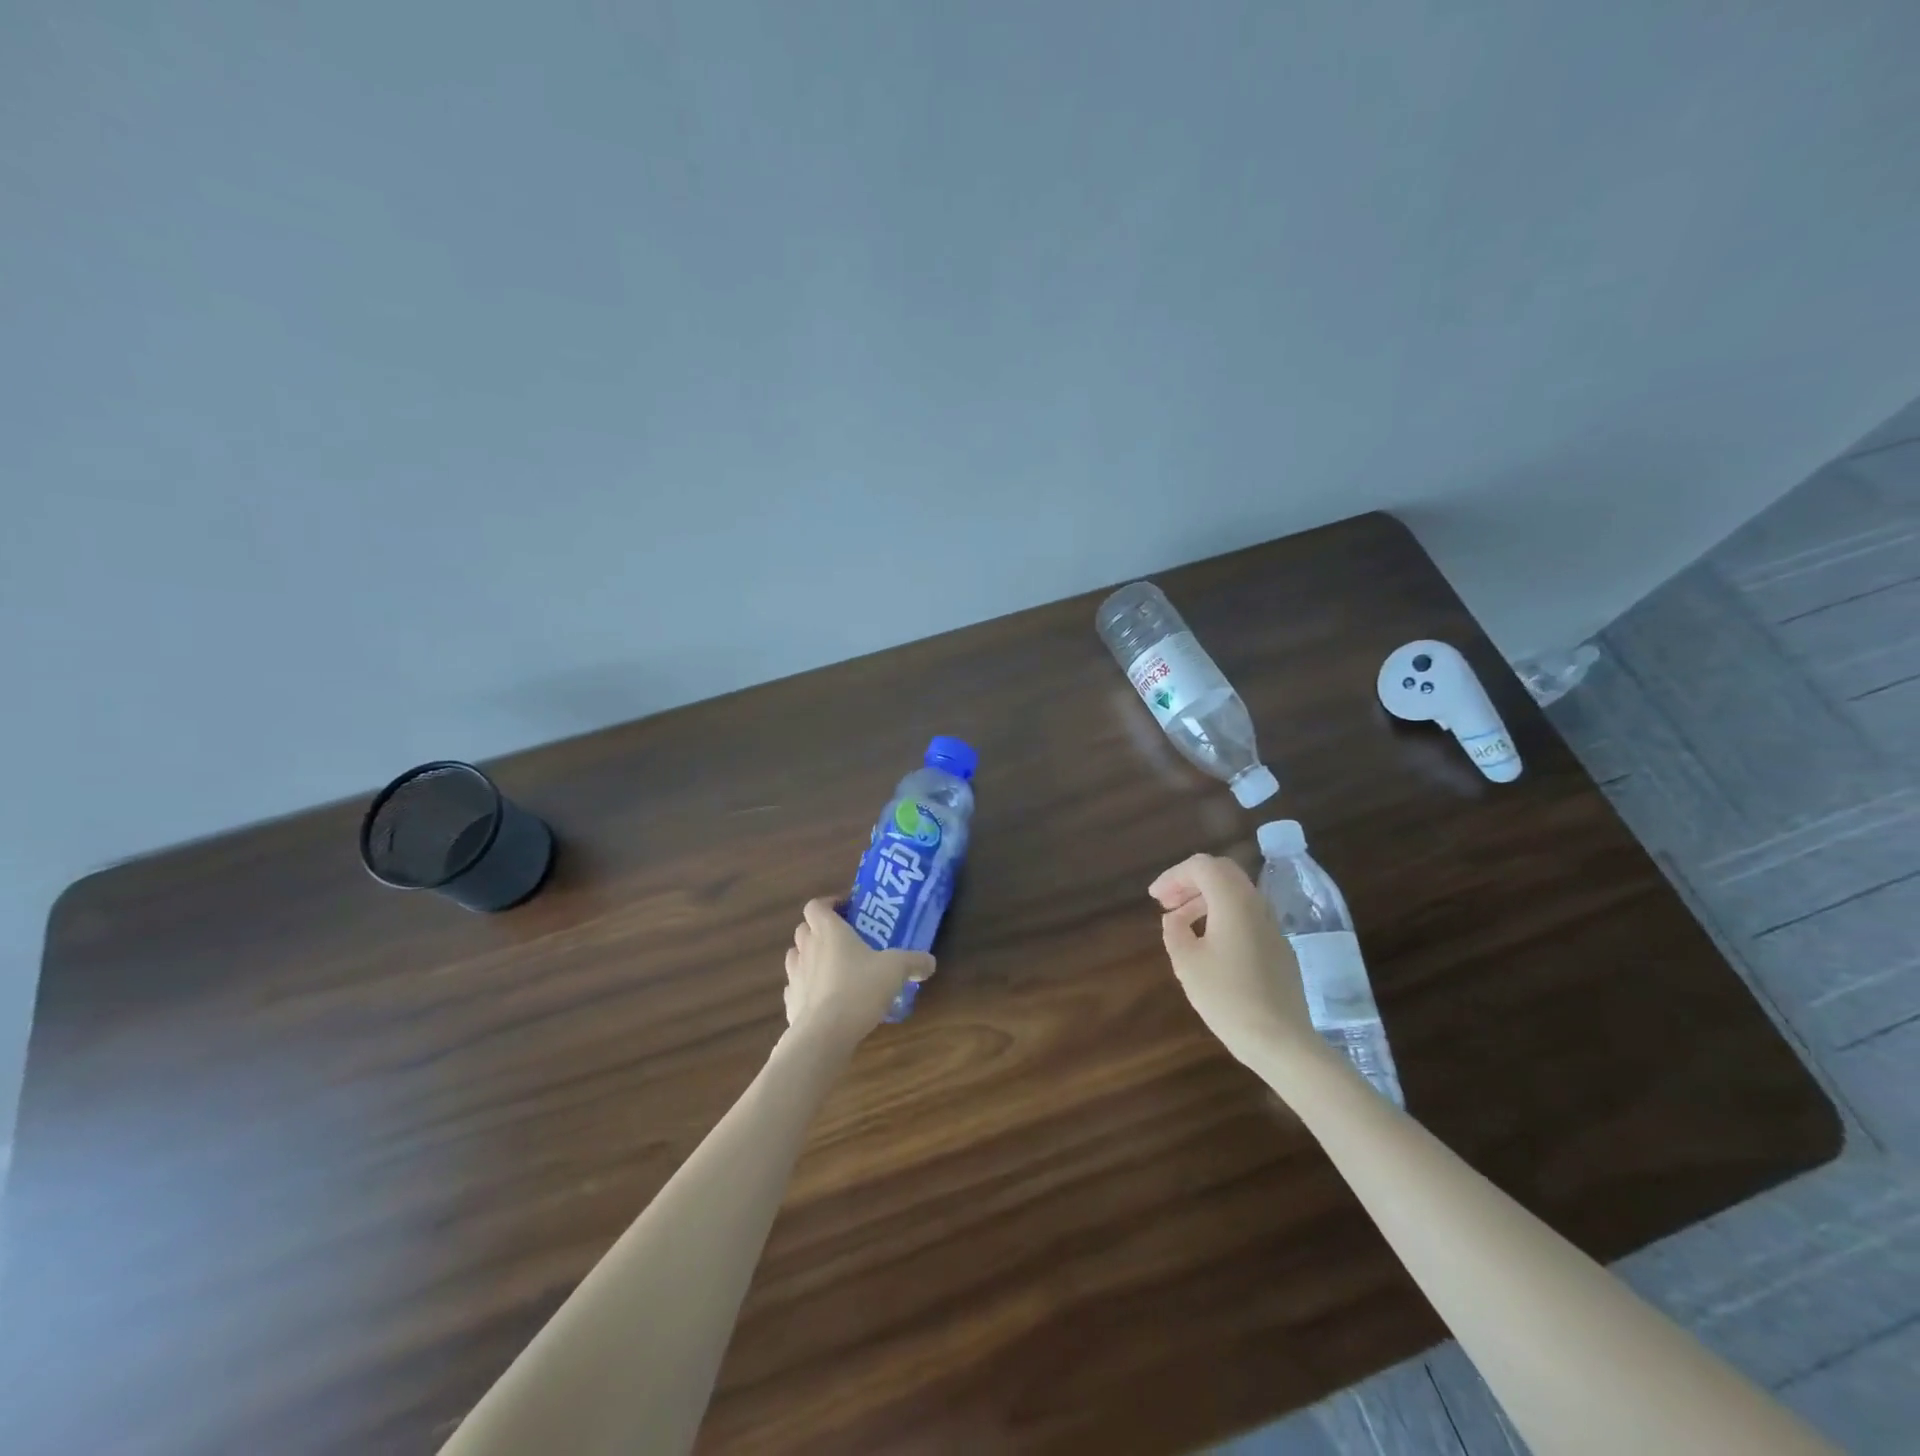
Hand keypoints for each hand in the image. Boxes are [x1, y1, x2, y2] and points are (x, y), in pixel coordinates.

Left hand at [782, 898, 934, 1050]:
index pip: (816, 906)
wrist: (825, 1034)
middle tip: (842, 939)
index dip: (828, 903)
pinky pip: (795, 987)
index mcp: (829, 931)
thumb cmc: (859, 989)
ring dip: (808, 956)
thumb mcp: (895, 970)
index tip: (845, 909)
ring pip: (795, 956)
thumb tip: (930, 962)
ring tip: (831, 967)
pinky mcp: (790, 1003)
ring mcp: (795, 976)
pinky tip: (822, 997)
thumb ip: (913, 962)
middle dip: (819, 930)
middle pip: (803, 929)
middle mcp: (807, 949)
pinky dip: (805, 987)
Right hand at [1149, 853, 1320, 1070]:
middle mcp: (1256, 905)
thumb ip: (1175, 930)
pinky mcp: (1279, 947)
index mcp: (1233, 902)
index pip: (1202, 866)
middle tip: (1167, 902)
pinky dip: (1223, 915)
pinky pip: (1248, 915)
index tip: (1155, 897)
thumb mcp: (1186, 962)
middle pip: (1222, 873)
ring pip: (1236, 894)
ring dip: (1206, 899)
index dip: (1174, 875)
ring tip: (1182, 923)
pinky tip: (1209, 943)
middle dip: (1191, 881)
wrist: (1280, 1040)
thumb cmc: (1226, 997)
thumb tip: (1175, 918)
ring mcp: (1272, 926)